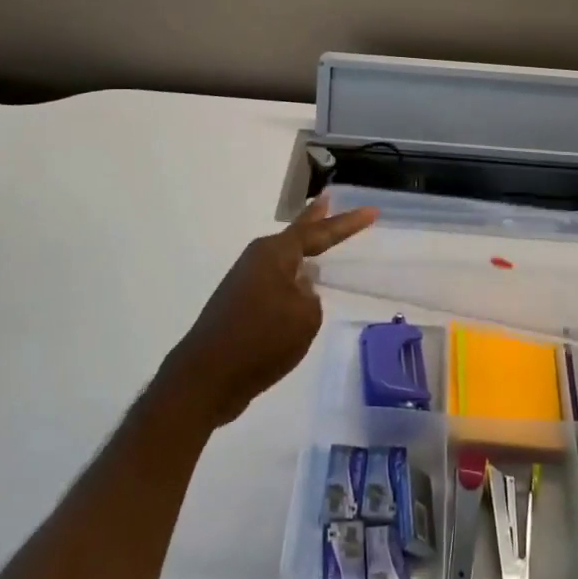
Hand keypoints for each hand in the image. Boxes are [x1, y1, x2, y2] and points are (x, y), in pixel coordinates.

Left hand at [157, 195, 377, 430]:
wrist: (206, 378)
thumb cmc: (260, 340)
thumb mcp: (305, 318)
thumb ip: (312, 297)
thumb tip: (301, 290)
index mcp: (275, 254)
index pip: (319, 232)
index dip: (347, 224)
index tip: (372, 212)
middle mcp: (258, 259)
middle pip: (296, 235)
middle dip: (315, 220)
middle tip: (328, 199)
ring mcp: (246, 282)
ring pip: (284, 260)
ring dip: (302, 251)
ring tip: (319, 241)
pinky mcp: (240, 306)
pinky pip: (276, 283)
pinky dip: (291, 279)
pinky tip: (300, 288)